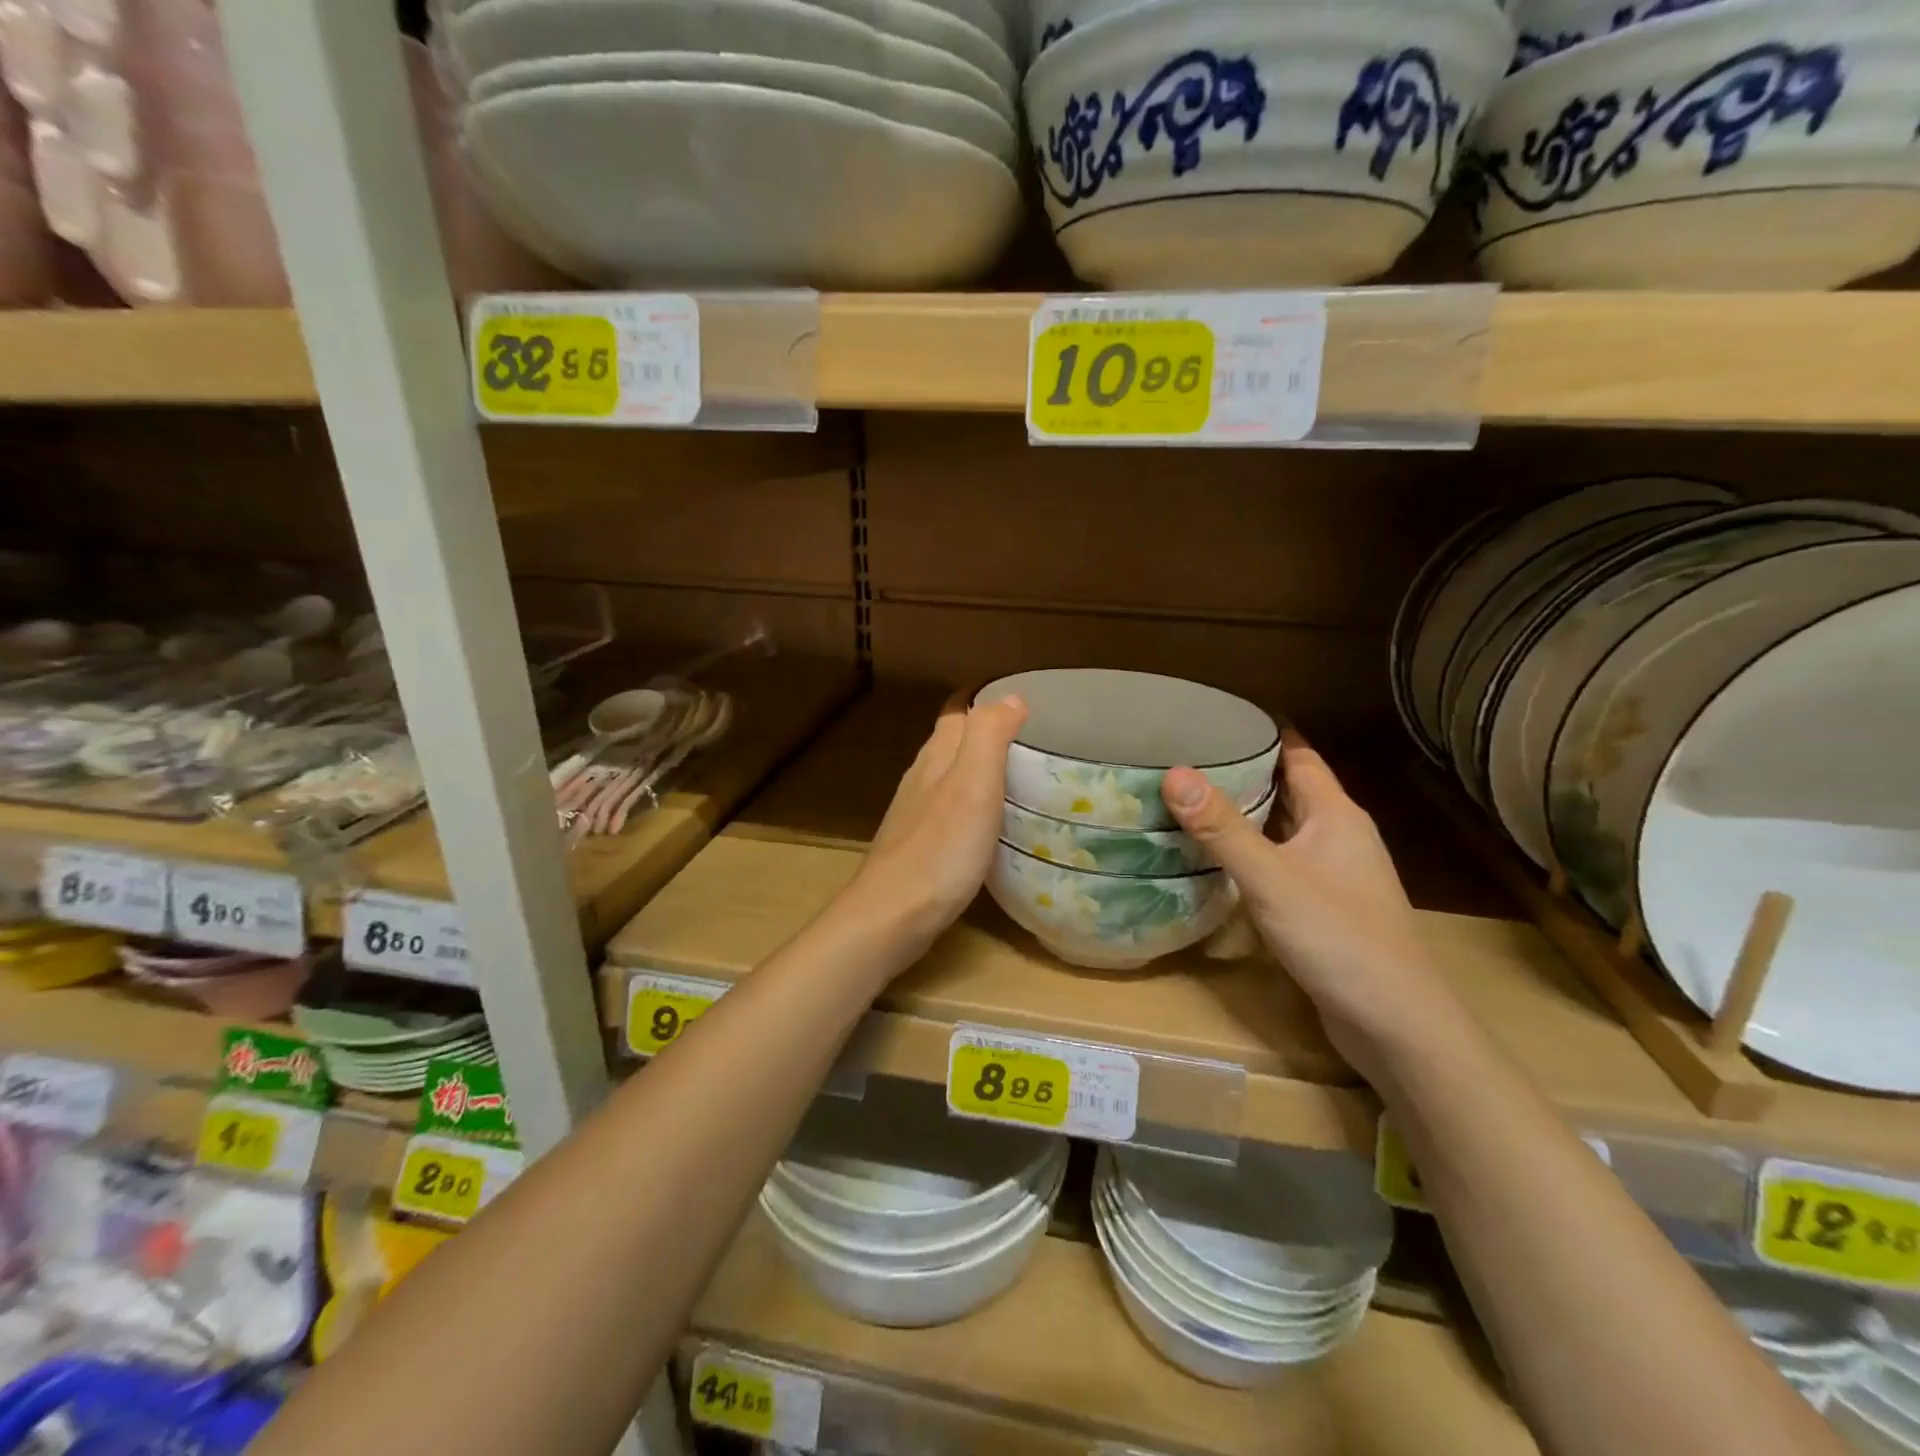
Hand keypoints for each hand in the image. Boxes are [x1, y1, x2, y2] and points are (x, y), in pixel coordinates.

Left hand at [840, 694, 1028, 959]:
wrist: (891, 915)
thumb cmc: (940, 849)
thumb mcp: (973, 785)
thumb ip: (989, 736)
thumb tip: (1011, 697)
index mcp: (936, 757)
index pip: (957, 712)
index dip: (985, 700)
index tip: (1020, 700)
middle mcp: (921, 778)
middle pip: (952, 742)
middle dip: (985, 732)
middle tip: (1030, 739)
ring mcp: (915, 814)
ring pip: (948, 776)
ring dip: (977, 770)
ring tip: (1015, 776)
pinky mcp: (918, 846)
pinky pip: (948, 810)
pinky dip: (971, 804)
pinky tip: (987, 824)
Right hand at [1161, 733, 1464, 1080]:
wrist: (1394, 1024)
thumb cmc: (1338, 938)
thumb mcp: (1271, 878)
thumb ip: (1222, 827)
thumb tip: (1174, 772)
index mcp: (1336, 815)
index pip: (1299, 755)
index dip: (1264, 733)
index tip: (1216, 717)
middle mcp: (1339, 836)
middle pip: (1290, 789)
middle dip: (1245, 770)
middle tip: (1188, 758)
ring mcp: (1335, 874)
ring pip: (1285, 828)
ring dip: (1246, 814)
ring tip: (1191, 801)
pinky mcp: (1326, 907)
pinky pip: (1282, 862)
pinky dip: (1252, 852)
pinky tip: (1217, 860)